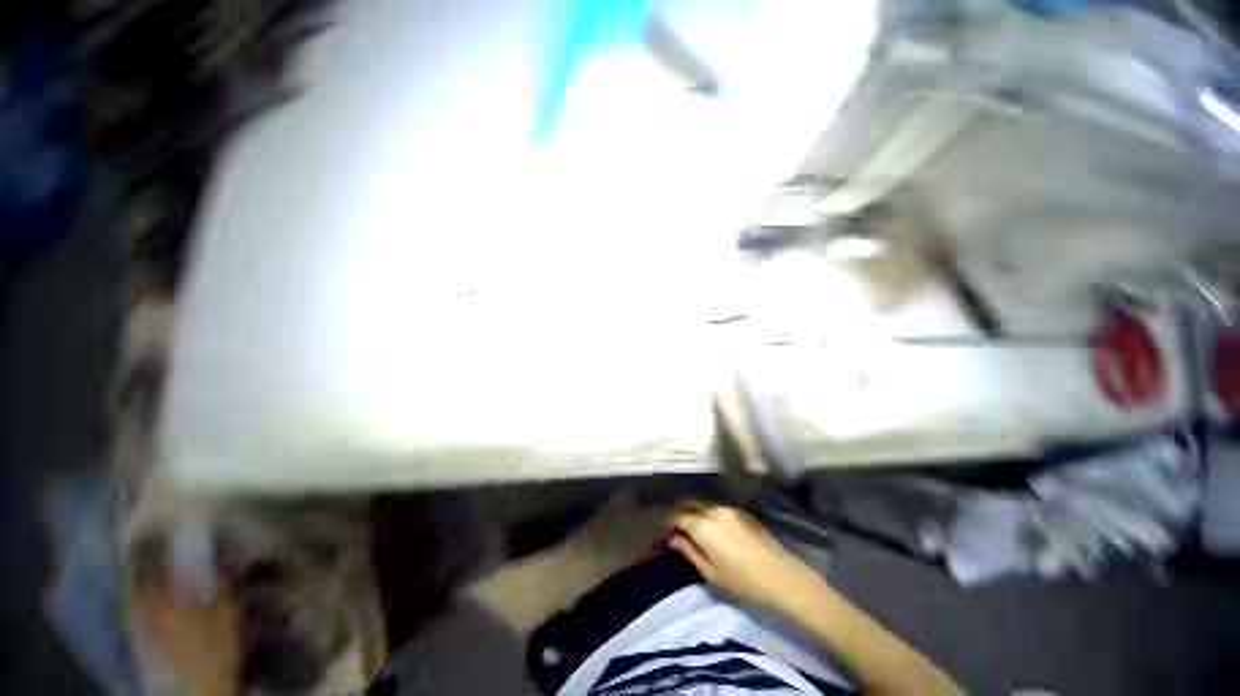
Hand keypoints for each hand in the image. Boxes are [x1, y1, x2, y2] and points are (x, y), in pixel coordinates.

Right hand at [667, 501, 822, 612]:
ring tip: (691, 526)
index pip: (678, 516)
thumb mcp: (710, 572)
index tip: (663, 532)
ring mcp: (729, 509)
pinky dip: (707, 512)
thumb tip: (673, 539)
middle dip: (678, 512)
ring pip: (703, 503)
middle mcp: (714, 510)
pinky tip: (710, 526)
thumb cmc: (742, 582)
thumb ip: (689, 551)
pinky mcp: (742, 511)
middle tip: (673, 526)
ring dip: (693, 510)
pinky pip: (717, 507)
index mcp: (703, 526)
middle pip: (689, 503)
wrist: (781, 577)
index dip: (668, 522)